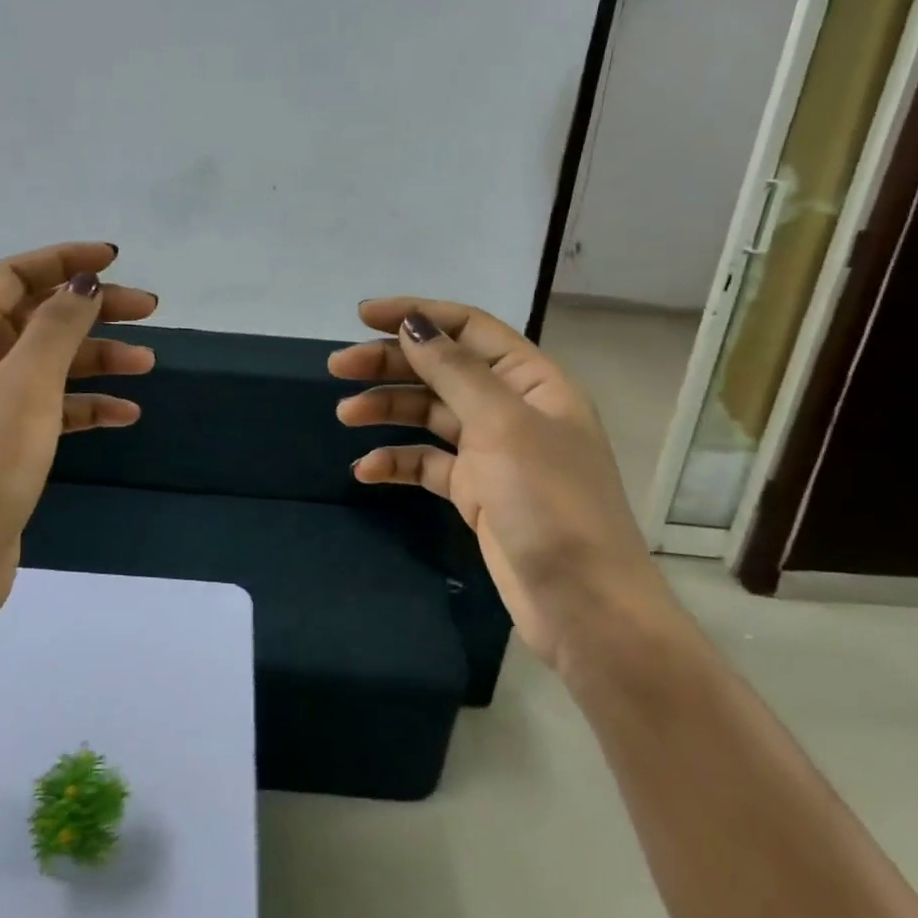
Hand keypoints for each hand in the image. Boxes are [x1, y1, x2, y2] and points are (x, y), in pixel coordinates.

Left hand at [0, 243, 156, 663]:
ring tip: (148, 365)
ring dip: (98, 359)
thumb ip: (57, 327)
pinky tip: (125, 414)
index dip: (62, 260)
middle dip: (93, 310)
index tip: (114, 261)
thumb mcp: (26, 386)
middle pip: (39, 318)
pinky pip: (56, 409)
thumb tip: (84, 281)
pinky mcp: (10, 444)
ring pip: (53, 365)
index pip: (13, 277)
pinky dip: (89, 406)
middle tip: (149, 310)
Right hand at [329, 298, 670, 672]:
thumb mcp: (502, 425)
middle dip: (390, 364)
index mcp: (532, 381)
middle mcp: (512, 409)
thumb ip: (454, 370)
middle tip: (337, 367)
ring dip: (387, 410)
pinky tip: (366, 470)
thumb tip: (414, 323)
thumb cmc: (549, 502)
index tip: (362, 316)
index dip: (417, 315)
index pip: (468, 329)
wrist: (581, 602)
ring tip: (346, 415)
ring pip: (429, 414)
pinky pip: (427, 463)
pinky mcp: (475, 492)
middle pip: (442, 370)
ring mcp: (493, 452)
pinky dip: (397, 461)